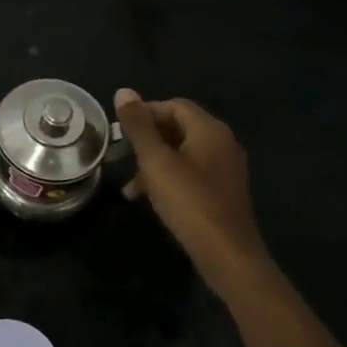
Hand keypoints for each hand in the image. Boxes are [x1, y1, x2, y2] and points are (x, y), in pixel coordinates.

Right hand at [115, 89, 269, 285]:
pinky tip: (150, 198)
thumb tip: (123, 91)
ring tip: (130, 184)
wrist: (227, 255)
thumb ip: (139, 126)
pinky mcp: (222, 191)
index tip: (120, 132)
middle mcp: (222, 143)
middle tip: (122, 156)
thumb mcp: (156, 162)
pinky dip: (168, 178)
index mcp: (209, 130)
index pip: (174, 105)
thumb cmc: (189, 202)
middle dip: (147, 139)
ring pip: (182, 152)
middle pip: (179, 127)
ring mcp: (225, 168)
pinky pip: (191, 172)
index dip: (144, 113)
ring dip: (154, 162)